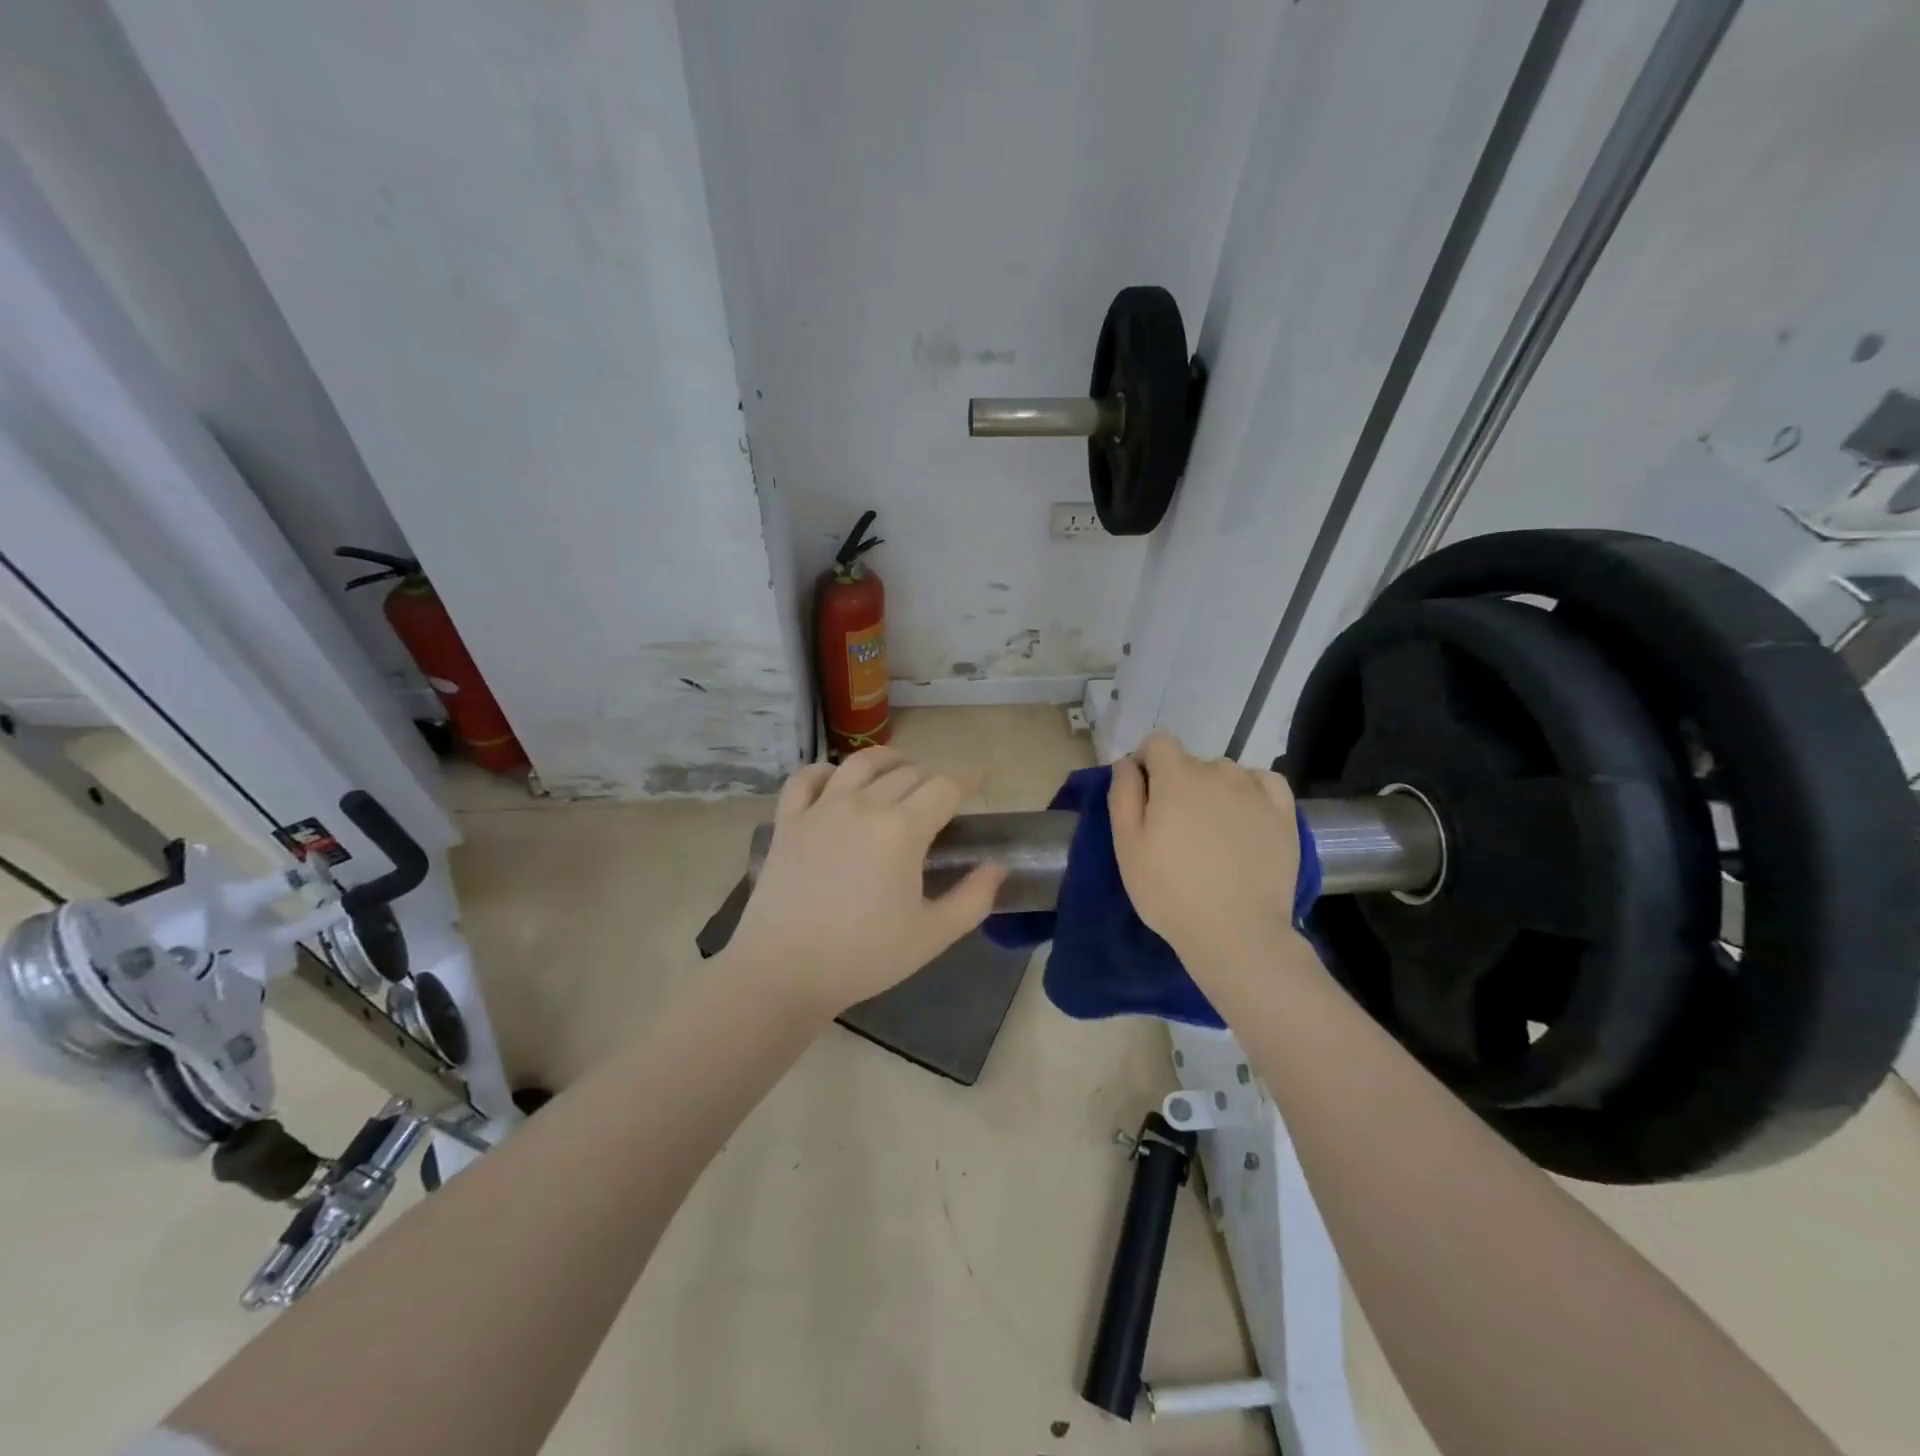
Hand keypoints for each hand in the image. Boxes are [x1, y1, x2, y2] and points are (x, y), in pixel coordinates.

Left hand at [723, 747, 1006, 1019]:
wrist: (783, 972)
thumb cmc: (863, 957)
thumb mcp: (932, 936)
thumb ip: (973, 898)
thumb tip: (997, 866)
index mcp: (902, 829)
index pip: (945, 787)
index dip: (969, 782)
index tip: (982, 783)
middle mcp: (863, 805)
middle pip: (908, 773)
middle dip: (933, 781)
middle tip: (942, 803)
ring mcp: (821, 808)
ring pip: (860, 764)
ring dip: (887, 761)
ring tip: (899, 772)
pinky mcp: (788, 821)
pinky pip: (806, 778)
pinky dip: (825, 771)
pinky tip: (835, 782)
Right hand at [1109, 732, 1306, 971]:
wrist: (1237, 933)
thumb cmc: (1170, 891)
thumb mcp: (1127, 845)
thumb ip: (1123, 794)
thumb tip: (1126, 763)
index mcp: (1178, 777)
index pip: (1158, 742)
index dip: (1145, 763)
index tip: (1142, 795)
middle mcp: (1220, 773)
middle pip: (1191, 762)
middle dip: (1178, 783)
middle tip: (1174, 828)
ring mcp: (1257, 792)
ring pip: (1226, 773)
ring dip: (1213, 789)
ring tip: (1212, 831)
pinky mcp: (1284, 815)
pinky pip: (1265, 783)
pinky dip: (1251, 791)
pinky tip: (1245, 816)